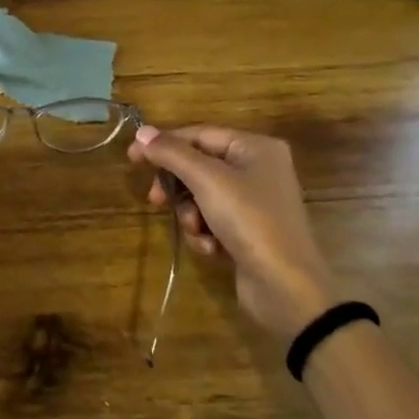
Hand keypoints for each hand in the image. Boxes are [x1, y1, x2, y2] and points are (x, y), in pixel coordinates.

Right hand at [129, 124, 339, 351]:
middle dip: (178, 187)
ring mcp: (254, 202)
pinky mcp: (248, 231)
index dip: (164, 145)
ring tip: (197, 231)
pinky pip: (213, 220)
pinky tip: (212, 248)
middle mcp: (258, 169)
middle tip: (155, 200)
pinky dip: (205, 233)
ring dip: (190, 215)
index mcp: (255, 147)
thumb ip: (172, 154)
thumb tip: (141, 132)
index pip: (199, 135)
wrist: (286, 286)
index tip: (132, 159)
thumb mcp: (207, 181)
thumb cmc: (250, 221)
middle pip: (198, 166)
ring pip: (201, 196)